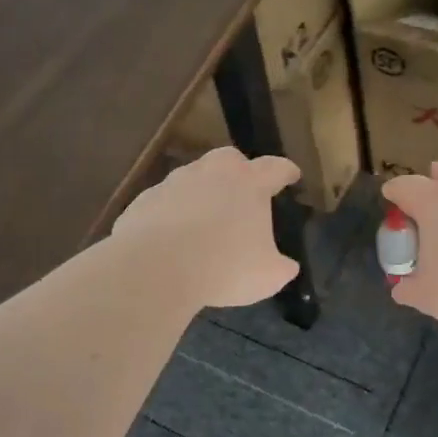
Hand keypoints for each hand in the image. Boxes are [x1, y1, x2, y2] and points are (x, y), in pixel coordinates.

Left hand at [111, 147, 301, 308]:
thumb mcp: (267, 276)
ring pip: (193, 178)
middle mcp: (212, 173)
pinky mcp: (145, 200)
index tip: (292, 175)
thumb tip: (285, 266)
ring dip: (202, 193)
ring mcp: (174, 182)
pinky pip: (165, 202)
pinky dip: (172, 214)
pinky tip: (172, 238)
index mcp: (249, 183)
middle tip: (243, 193)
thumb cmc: (224, 267)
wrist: (155, 268)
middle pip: (230, 160)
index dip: (286, 171)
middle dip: (239, 171)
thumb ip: (281, 267)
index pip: (275, 168)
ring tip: (204, 221)